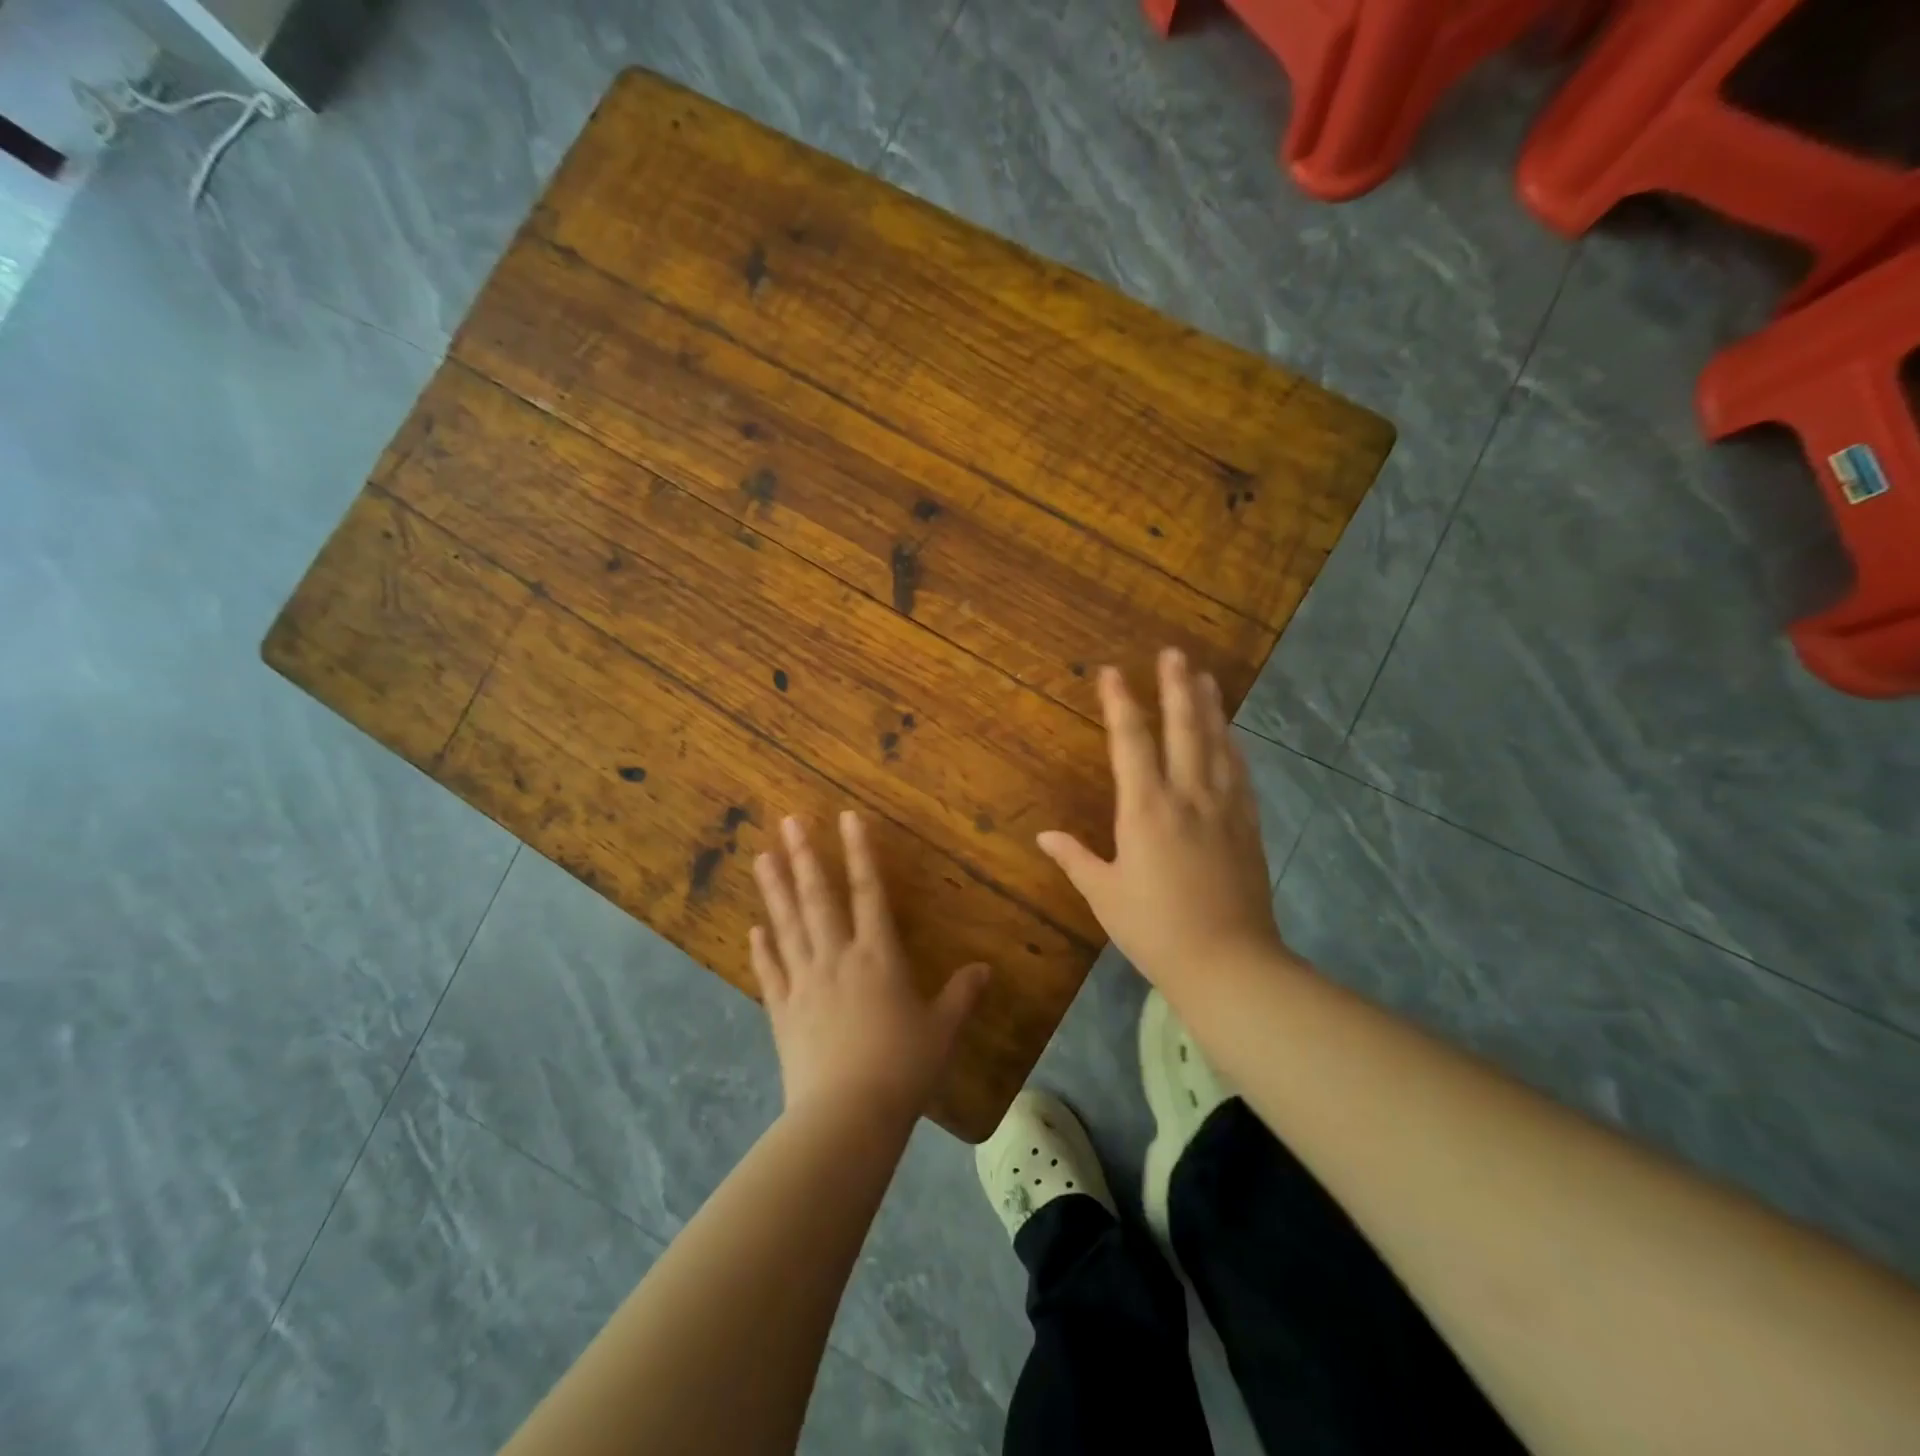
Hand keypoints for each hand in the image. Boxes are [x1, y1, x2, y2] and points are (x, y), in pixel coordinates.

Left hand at [751, 811, 988, 1119]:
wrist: (847, 1115)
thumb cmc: (902, 1067)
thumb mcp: (942, 1030)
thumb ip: (962, 994)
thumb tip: (986, 968)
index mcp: (878, 956)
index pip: (868, 891)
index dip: (859, 852)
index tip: (846, 817)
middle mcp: (837, 958)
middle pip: (818, 898)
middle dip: (804, 856)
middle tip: (786, 821)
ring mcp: (804, 982)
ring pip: (787, 925)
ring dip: (774, 889)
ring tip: (761, 856)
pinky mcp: (782, 1011)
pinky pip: (770, 972)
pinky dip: (761, 949)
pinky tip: (753, 929)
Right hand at [1037, 648, 1285, 989]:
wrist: (1227, 962)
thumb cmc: (1154, 929)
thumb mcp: (1104, 895)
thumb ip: (1075, 859)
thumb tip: (1044, 836)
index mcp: (1146, 809)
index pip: (1131, 742)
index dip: (1120, 703)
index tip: (1112, 672)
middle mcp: (1187, 796)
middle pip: (1184, 728)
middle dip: (1176, 687)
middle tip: (1174, 653)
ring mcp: (1223, 808)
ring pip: (1217, 744)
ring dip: (1209, 707)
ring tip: (1205, 677)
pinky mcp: (1247, 826)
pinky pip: (1240, 774)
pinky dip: (1232, 747)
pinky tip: (1231, 736)